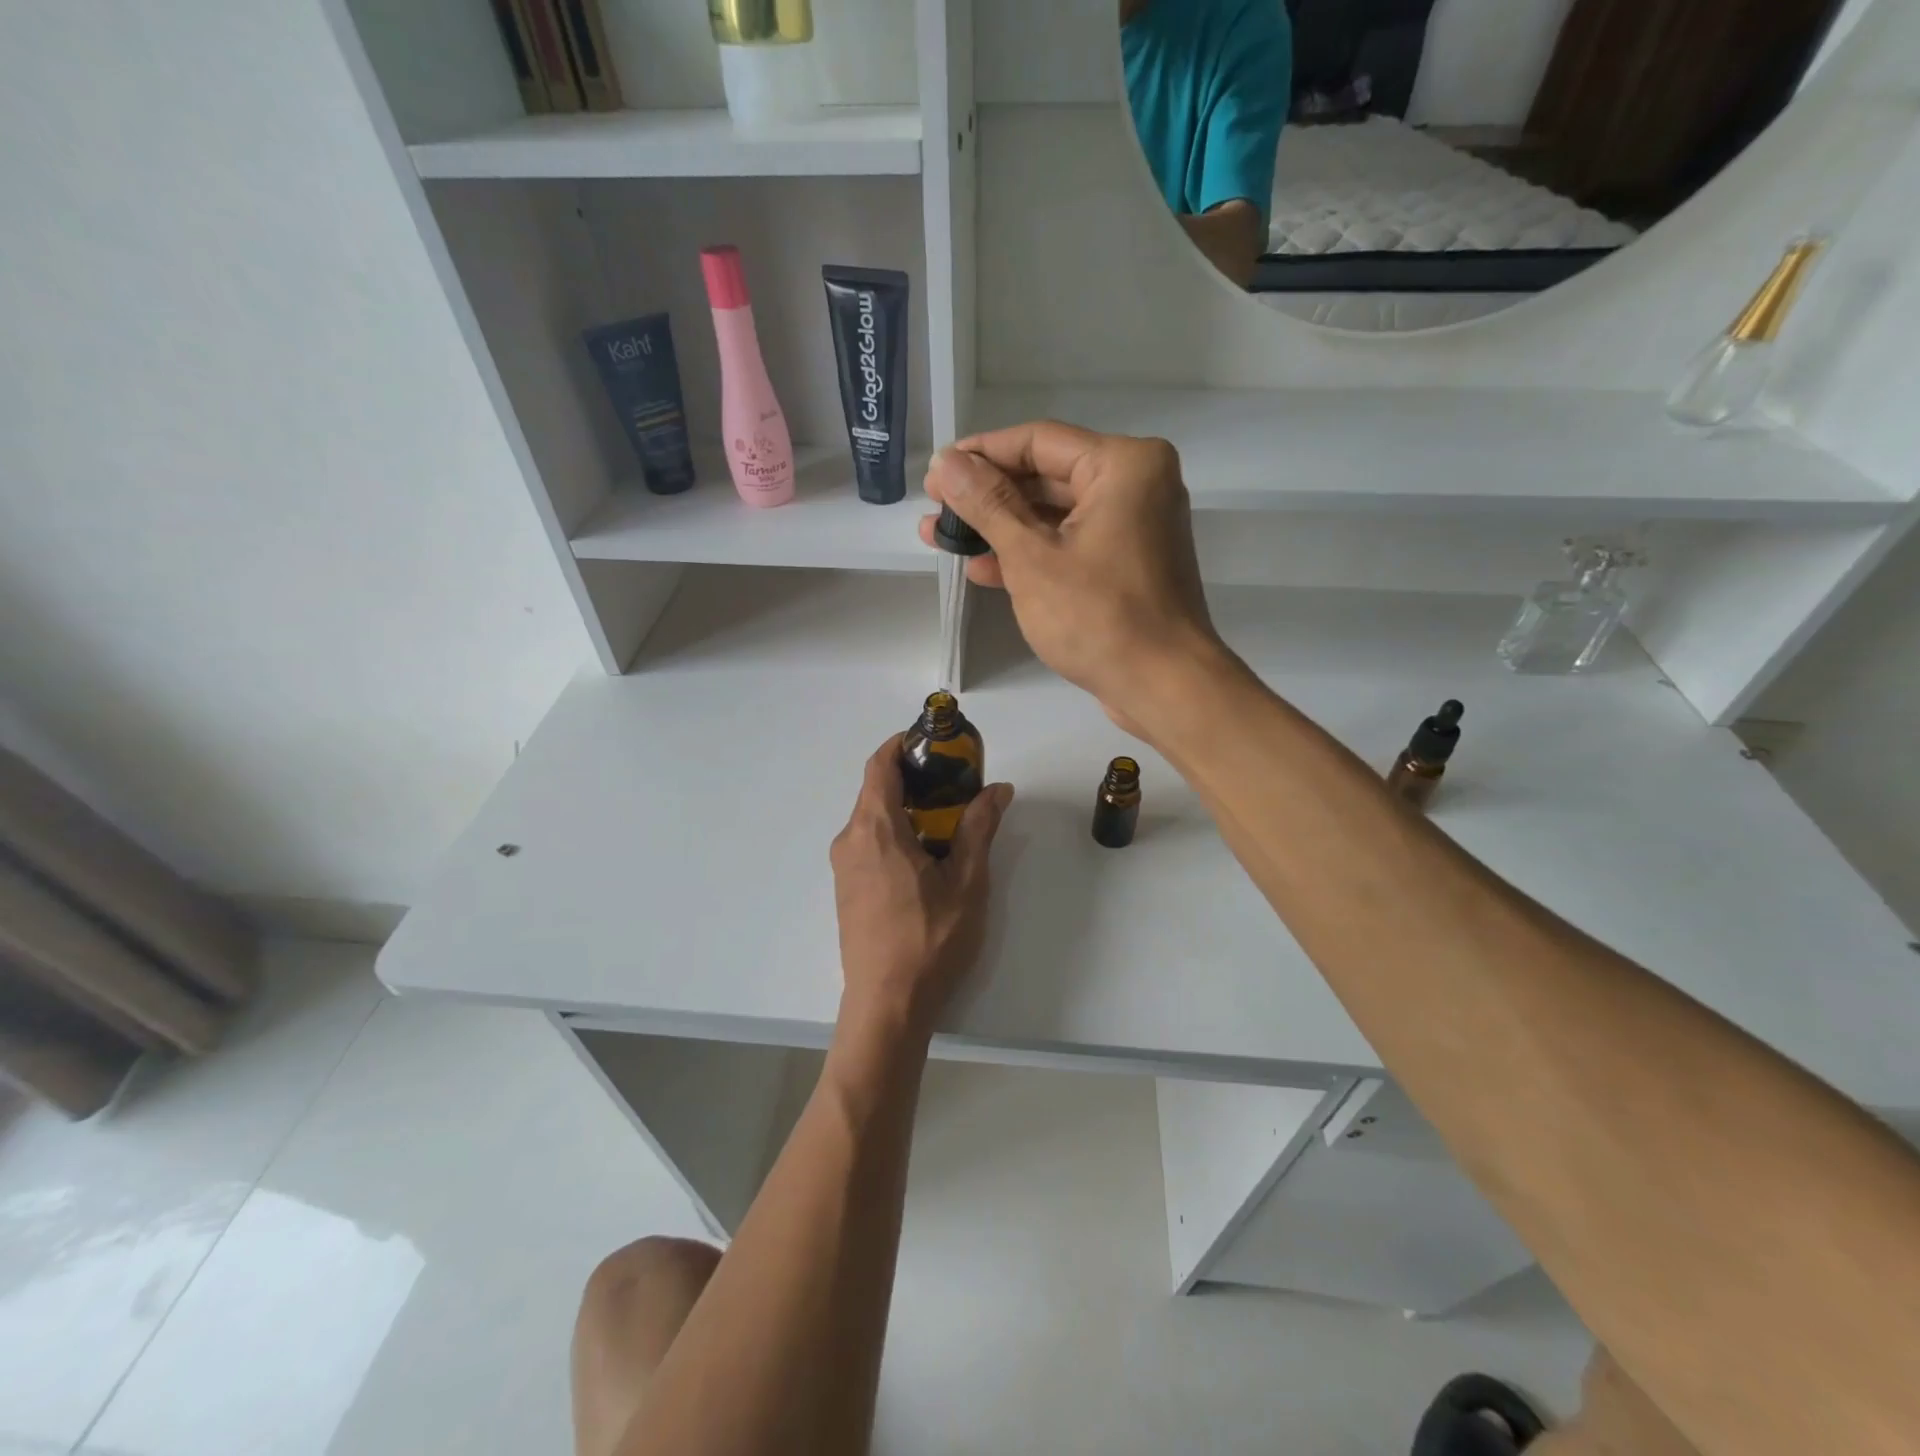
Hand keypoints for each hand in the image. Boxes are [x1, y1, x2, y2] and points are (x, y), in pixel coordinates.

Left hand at [829, 735, 1012, 1039]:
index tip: (933, 742)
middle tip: (954, 782)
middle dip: (912, 777)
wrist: (887, 1005)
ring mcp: (843, 867)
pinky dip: (893, 832)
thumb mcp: (966, 881)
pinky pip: (867, 843)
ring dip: (904, 807)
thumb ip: (979, 828)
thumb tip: (997, 789)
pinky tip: (924, 854)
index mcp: (875, 829)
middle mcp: (850, 840)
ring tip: (946, 818)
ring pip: (871, 818)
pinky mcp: (846, 889)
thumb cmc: (929, 940)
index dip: (902, 744)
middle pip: (875, 789)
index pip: (879, 765)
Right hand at [919, 423, 1229, 738]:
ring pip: (1054, 515)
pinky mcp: (1126, 564)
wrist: (1164, 687)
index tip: (935, 472)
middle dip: (986, 496)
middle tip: (933, 509)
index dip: (980, 454)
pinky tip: (981, 568)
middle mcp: (1135, 484)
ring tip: (941, 538)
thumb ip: (987, 504)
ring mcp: (1133, 527)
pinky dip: (1030, 554)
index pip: (1037, 441)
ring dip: (1000, 528)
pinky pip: (1070, 544)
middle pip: (1045, 476)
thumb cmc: (1099, 616)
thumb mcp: (1032, 557)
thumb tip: (946, 463)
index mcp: (1123, 464)